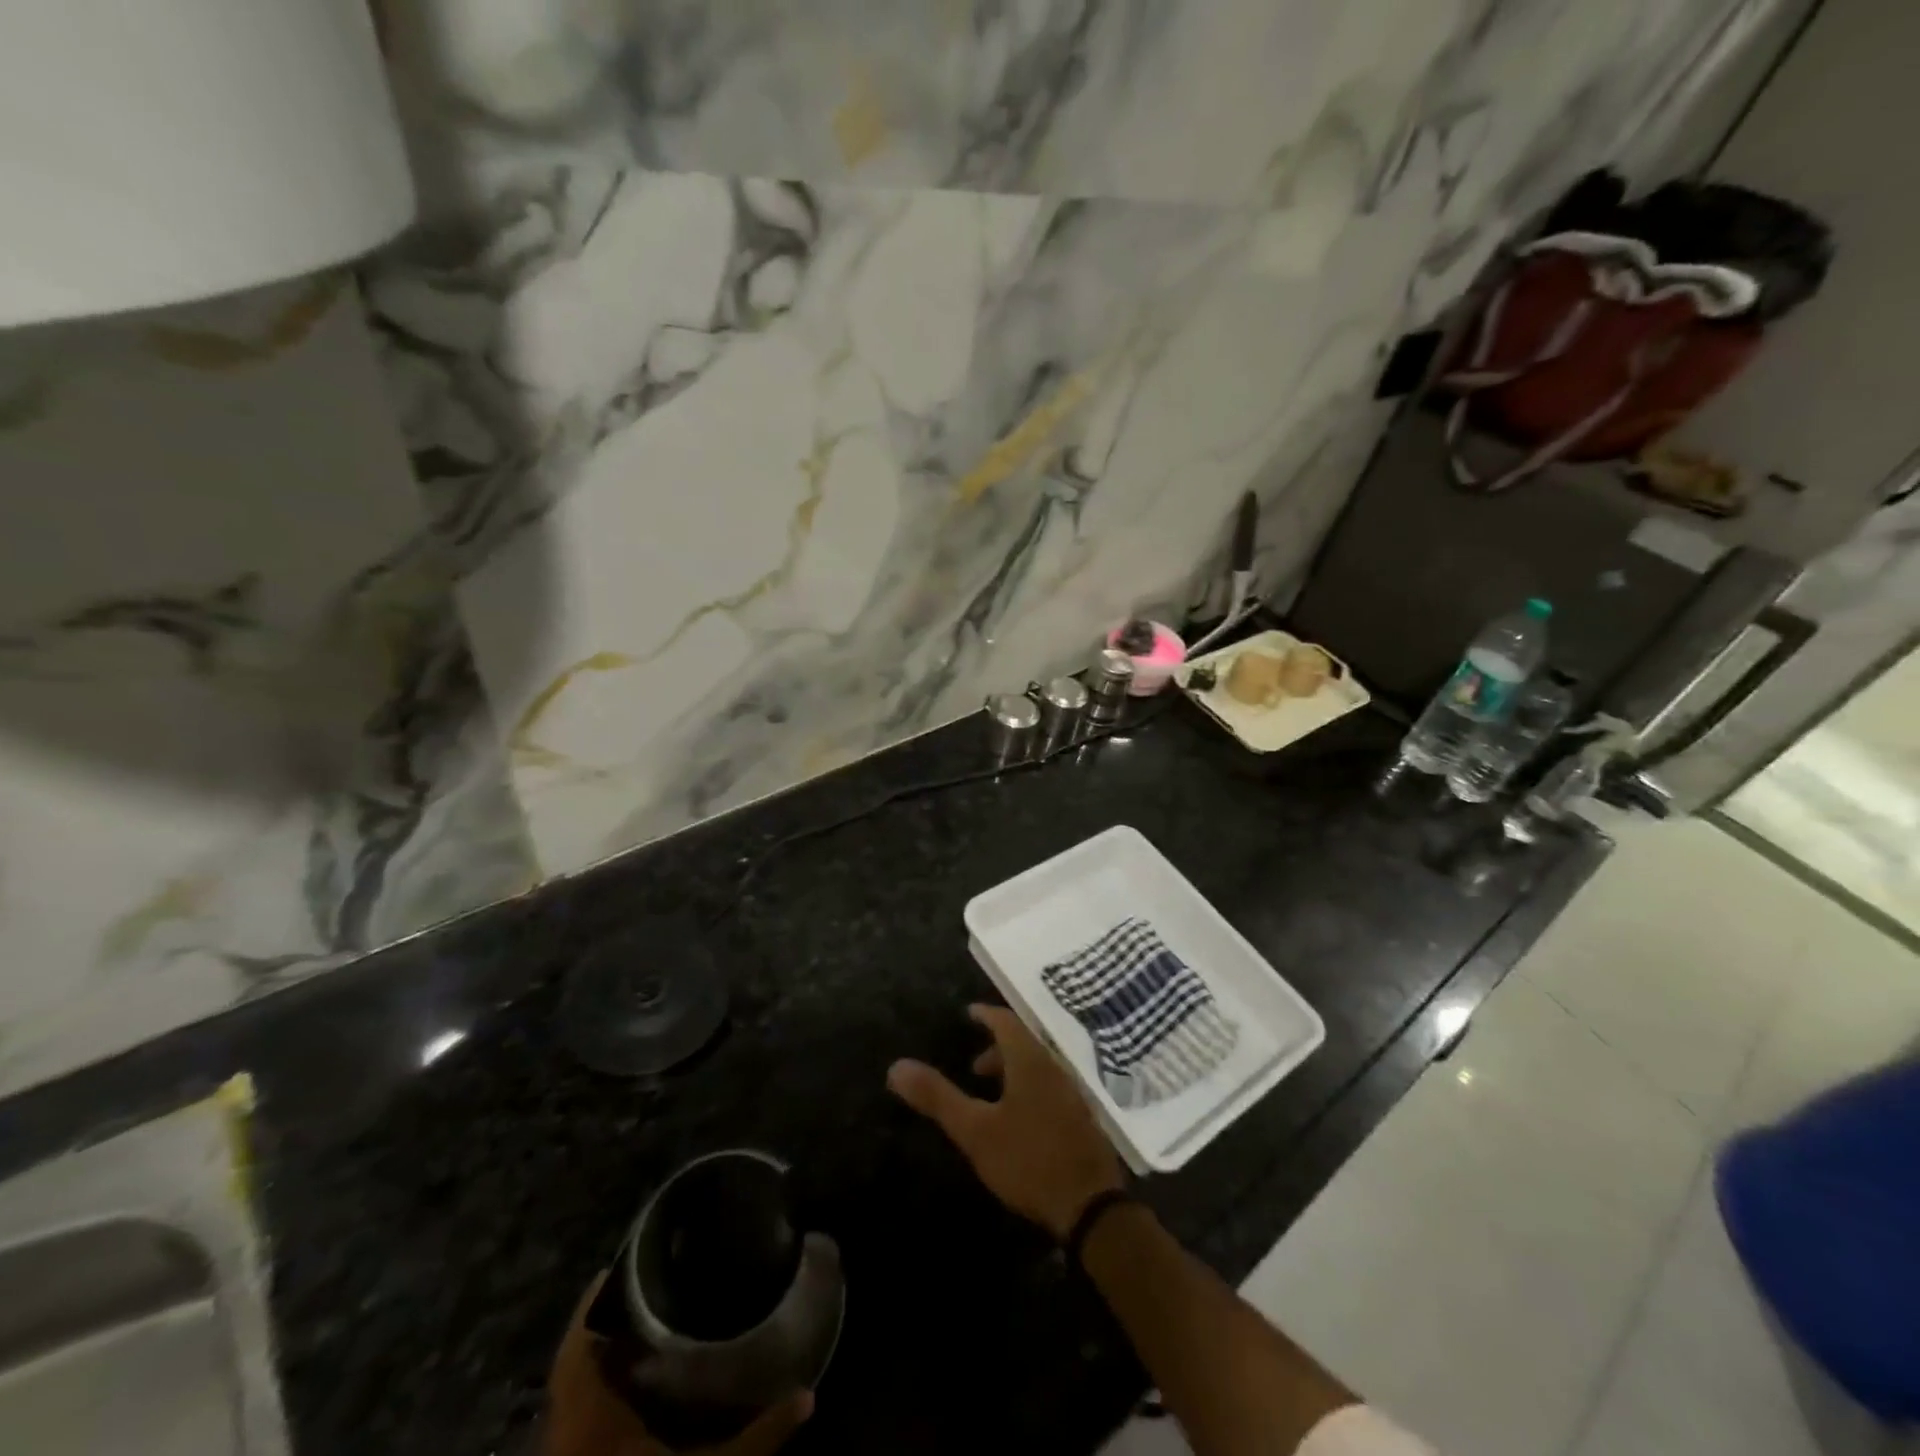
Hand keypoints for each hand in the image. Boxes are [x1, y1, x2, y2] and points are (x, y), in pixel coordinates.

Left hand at [542, 1274, 811, 1455]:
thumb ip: (754, 1440)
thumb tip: (808, 1397)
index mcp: (589, 1416)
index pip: (579, 1343)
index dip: (593, 1302)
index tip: (624, 1262)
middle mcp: (566, 1429)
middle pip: (575, 1361)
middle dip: (607, 1323)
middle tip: (653, 1286)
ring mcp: (563, 1452)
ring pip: (573, 1390)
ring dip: (602, 1357)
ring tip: (650, 1321)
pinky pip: (575, 1417)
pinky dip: (599, 1391)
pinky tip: (635, 1385)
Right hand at [888, 1003, 1124, 1239]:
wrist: (1089, 1205)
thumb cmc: (1027, 1160)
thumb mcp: (975, 1130)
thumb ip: (937, 1097)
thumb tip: (896, 1066)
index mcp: (1030, 1061)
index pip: (1006, 1021)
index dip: (986, 1014)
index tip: (969, 1013)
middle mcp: (1054, 1068)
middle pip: (1024, 1044)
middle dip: (996, 1048)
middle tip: (973, 1066)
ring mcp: (1072, 1094)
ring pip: (1038, 1067)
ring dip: (1013, 1071)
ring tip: (991, 1095)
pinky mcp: (1081, 1119)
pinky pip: (1050, 1087)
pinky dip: (1029, 1088)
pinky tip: (1019, 1119)